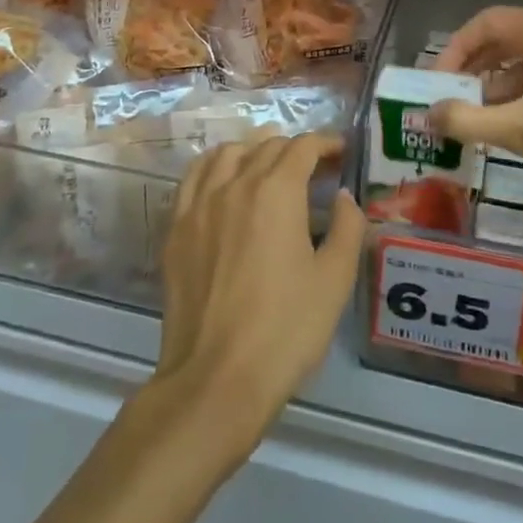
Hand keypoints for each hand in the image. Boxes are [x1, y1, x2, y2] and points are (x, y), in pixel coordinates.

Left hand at [150, 134, 364, 464]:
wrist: (216, 378)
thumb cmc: (285, 329)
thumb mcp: (334, 281)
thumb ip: (346, 229)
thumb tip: (344, 197)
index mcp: (276, 191)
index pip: (302, 148)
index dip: (326, 144)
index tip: (342, 152)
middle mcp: (234, 184)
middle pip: (266, 147)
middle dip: (295, 150)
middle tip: (315, 169)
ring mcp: (198, 204)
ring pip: (226, 154)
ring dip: (253, 151)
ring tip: (268, 167)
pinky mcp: (176, 228)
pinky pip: (193, 177)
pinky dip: (214, 167)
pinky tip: (223, 182)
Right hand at [431, 5, 522, 207]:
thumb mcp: (522, 130)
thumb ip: (468, 120)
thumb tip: (428, 115)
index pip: (482, 25)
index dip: (453, 52)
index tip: (436, 85)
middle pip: (505, 39)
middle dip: (475, 71)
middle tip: (454, 102)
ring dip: (501, 84)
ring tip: (483, 118)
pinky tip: (522, 121)